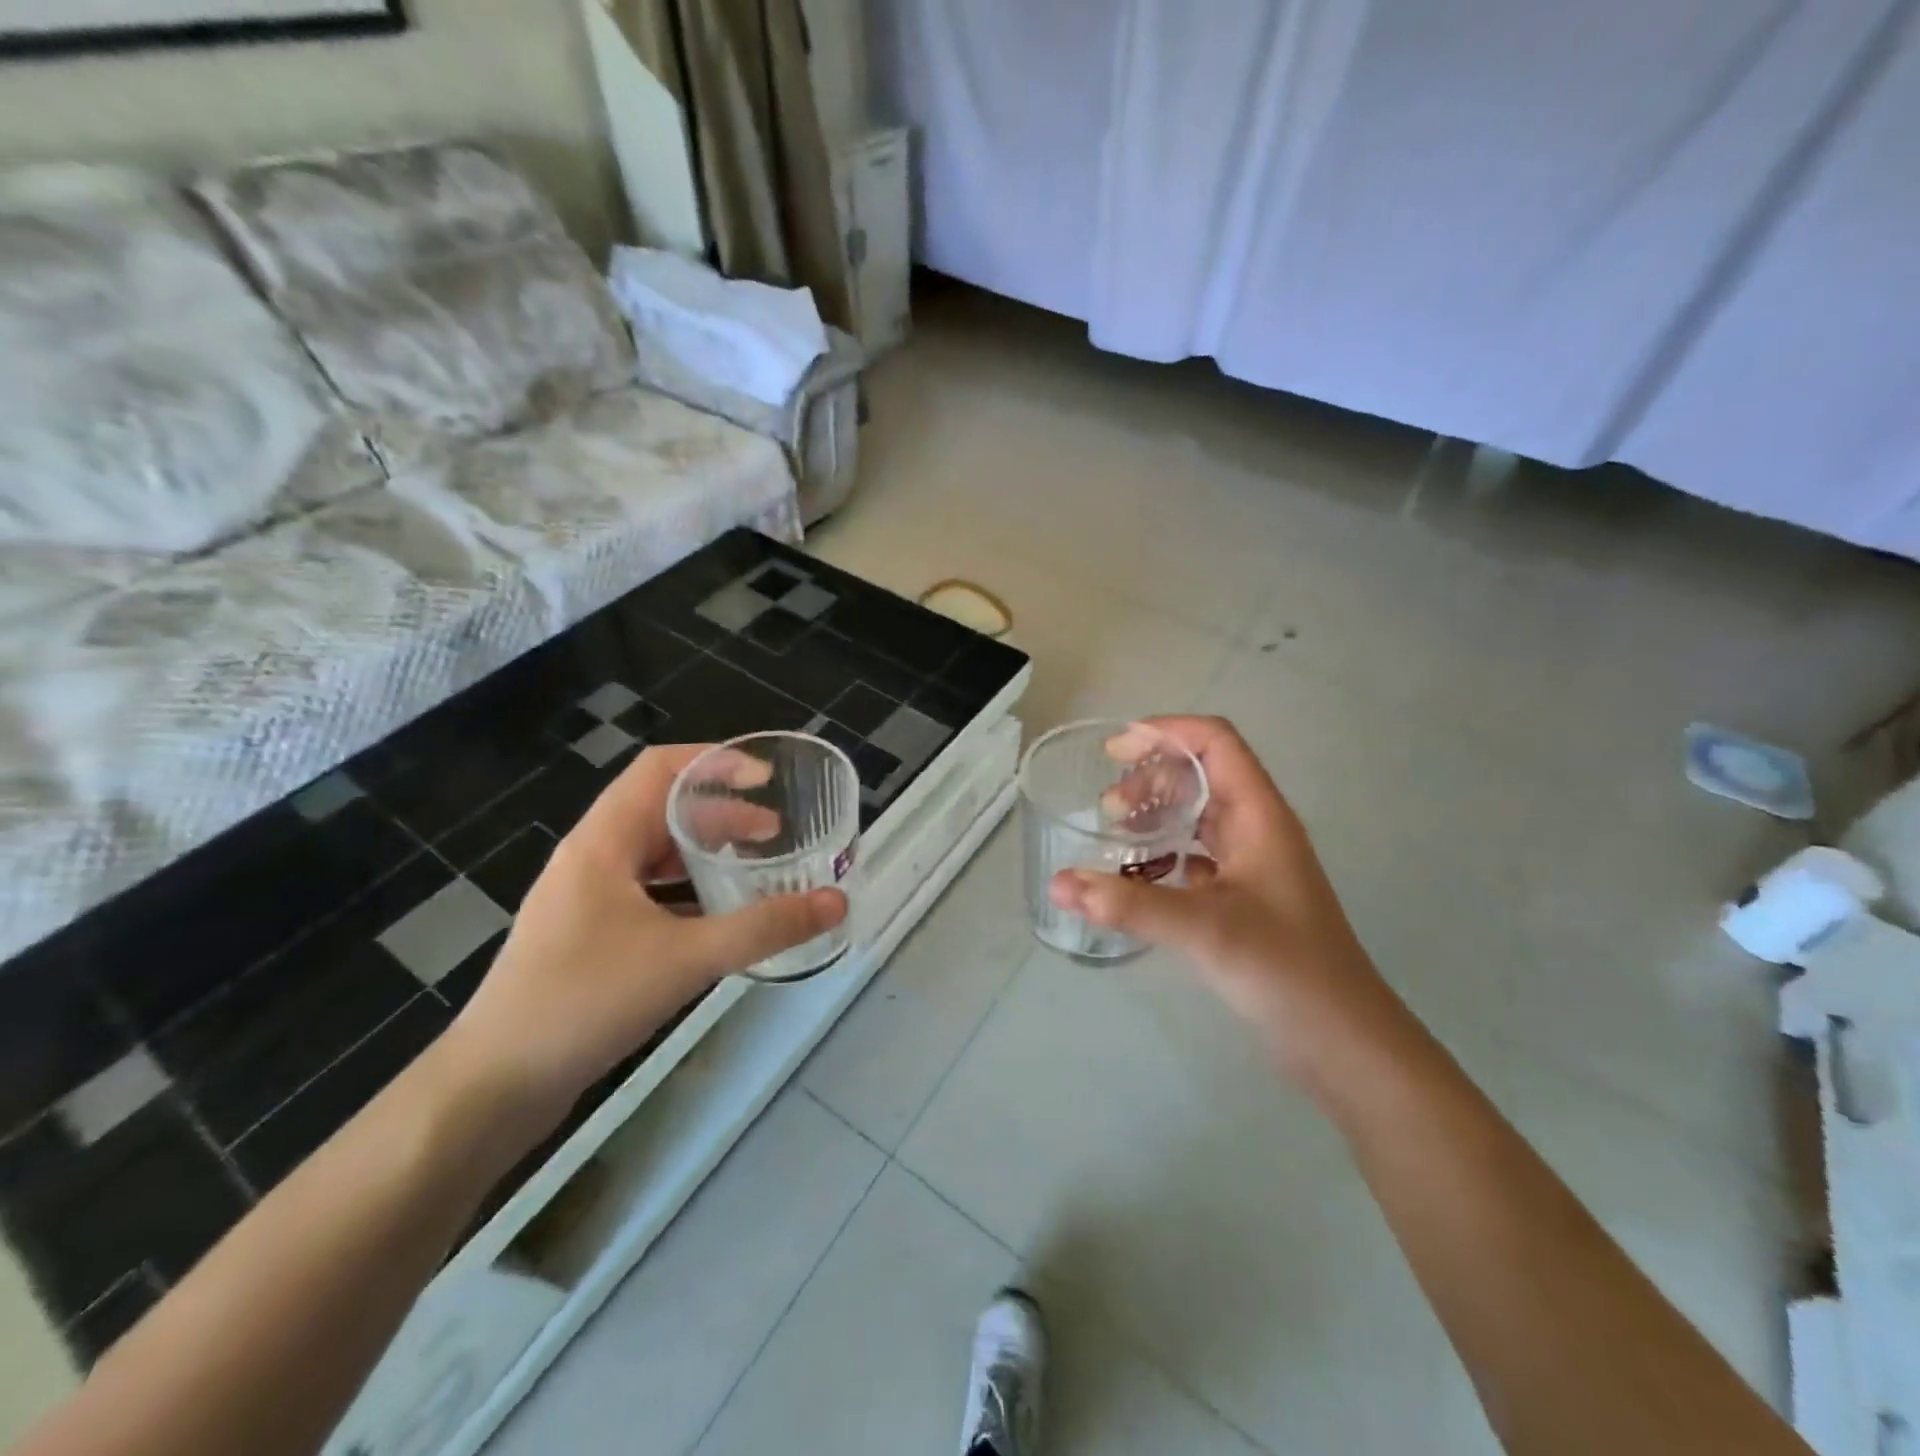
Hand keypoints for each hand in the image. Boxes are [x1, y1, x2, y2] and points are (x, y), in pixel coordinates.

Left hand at [442, 745, 847, 1120]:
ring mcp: (585, 899)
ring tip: (754, 869)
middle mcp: (591, 859)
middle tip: (775, 834)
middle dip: (722, 813)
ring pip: (654, 854)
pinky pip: (646, 892)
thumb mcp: (685, 959)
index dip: (715, 762)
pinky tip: (717, 919)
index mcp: (603, 842)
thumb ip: (764, 929)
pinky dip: (687, 891)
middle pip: (661, 810)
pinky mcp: (586, 936)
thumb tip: (836, 902)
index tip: (767, 778)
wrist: (492, 1086)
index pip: (659, 769)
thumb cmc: (583, 1002)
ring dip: (705, 852)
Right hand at [1047, 716, 1396, 1084]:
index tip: (1114, 752)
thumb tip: (1058, 885)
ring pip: (1200, 816)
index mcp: (1260, 816)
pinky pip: (1198, 855)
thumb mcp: (1204, 930)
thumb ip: (1129, 905)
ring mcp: (1254, 865)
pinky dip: (1165, 854)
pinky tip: (1139, 878)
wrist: (1343, 1043)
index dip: (1166, 733)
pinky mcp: (1246, 898)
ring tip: (1116, 835)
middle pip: (1203, 774)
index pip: (1215, 742)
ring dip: (1158, 814)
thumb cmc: (1285, 971)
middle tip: (1108, 808)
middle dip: (1152, 777)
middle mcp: (1259, 830)